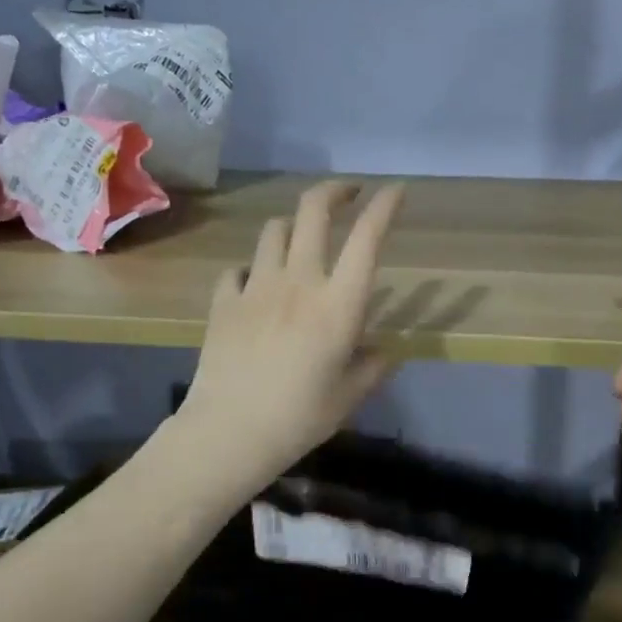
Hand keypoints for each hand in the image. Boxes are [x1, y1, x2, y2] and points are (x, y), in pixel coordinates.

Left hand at [178, 181, 404, 488]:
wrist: (230, 431)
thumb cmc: (300, 417)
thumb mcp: (350, 396)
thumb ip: (372, 366)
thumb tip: (382, 351)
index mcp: (338, 304)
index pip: (366, 239)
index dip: (384, 208)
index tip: (396, 190)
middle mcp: (299, 282)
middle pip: (313, 211)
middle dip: (334, 191)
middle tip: (349, 193)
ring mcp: (256, 287)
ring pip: (274, 230)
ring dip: (293, 226)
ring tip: (303, 241)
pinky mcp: (224, 301)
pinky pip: (240, 268)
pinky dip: (253, 269)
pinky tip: (257, 286)